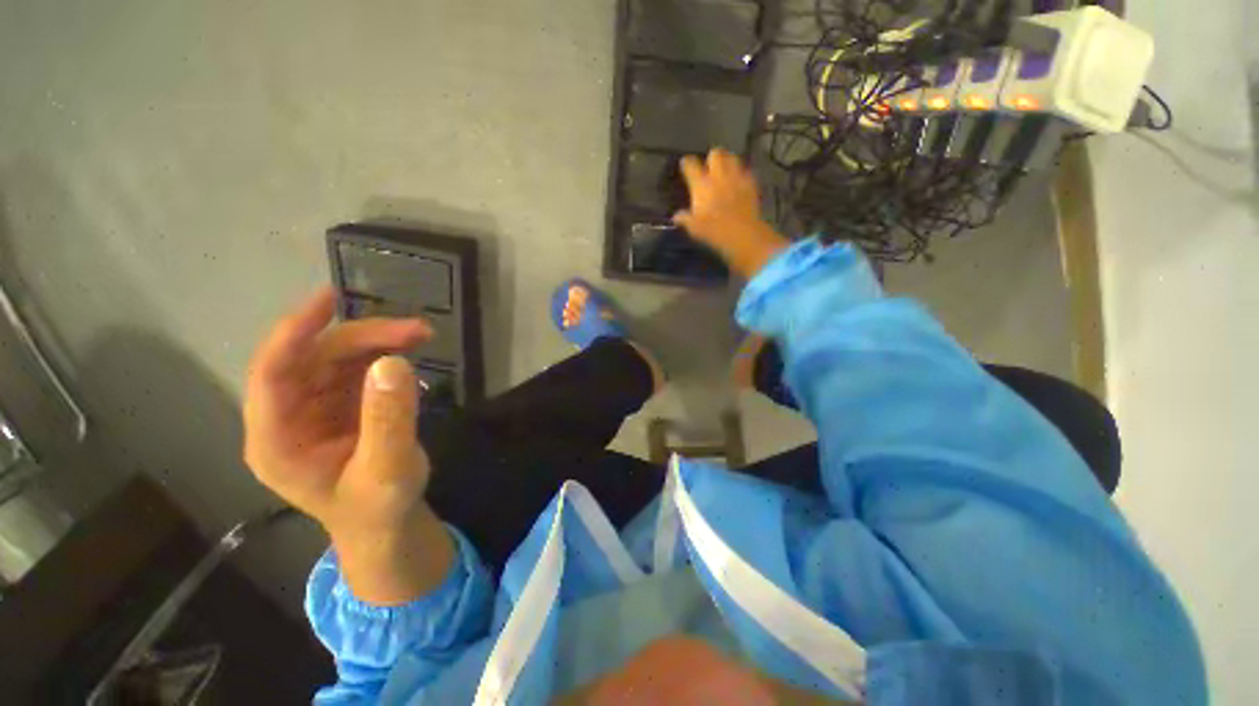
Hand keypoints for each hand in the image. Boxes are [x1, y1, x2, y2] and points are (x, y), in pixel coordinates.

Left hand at [244, 287, 453, 603]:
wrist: (387, 525)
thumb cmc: (379, 509)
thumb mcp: (388, 470)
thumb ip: (389, 420)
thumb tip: (393, 361)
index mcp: (277, 442)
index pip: (272, 376)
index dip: (294, 334)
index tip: (329, 300)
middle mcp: (288, 418)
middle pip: (313, 360)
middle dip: (362, 338)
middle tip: (415, 331)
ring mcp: (313, 410)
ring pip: (335, 358)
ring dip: (377, 342)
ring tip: (420, 336)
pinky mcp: (339, 406)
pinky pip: (355, 369)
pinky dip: (382, 355)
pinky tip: (408, 353)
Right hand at [673, 149, 789, 278]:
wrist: (742, 233)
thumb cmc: (714, 230)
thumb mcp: (694, 227)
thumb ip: (685, 218)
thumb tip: (676, 216)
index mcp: (701, 184)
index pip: (690, 164)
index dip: (686, 163)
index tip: (685, 165)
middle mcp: (718, 175)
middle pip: (715, 154)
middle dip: (711, 158)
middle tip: (710, 167)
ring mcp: (736, 177)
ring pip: (732, 157)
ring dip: (728, 161)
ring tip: (725, 170)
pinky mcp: (751, 183)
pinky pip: (746, 171)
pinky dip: (741, 173)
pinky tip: (739, 181)